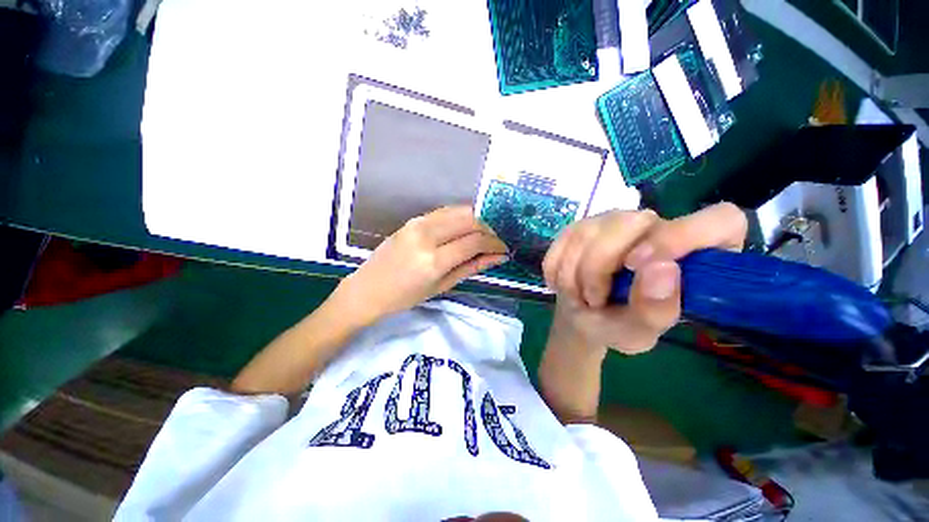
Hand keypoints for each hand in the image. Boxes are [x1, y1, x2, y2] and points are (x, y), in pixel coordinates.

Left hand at [330, 206, 507, 326]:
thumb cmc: (405, 297)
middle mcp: (427, 235)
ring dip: (477, 219)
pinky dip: (461, 216)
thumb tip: (498, 257)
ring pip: (459, 210)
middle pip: (470, 219)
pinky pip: (445, 211)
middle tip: (496, 240)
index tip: (504, 248)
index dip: (495, 243)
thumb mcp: (442, 286)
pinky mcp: (413, 219)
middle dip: (489, 228)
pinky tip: (466, 227)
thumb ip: (472, 267)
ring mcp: (418, 223)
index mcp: (434, 260)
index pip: (475, 241)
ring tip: (484, 234)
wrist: (369, 288)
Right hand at [542, 203, 746, 353]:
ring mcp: (613, 221)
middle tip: (593, 300)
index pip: (719, 221)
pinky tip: (562, 283)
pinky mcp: (581, 225)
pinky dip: (556, 268)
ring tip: (578, 296)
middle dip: (599, 267)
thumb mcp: (638, 332)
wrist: (581, 315)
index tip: (639, 266)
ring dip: (574, 273)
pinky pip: (563, 240)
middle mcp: (655, 226)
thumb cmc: (618, 325)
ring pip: (589, 232)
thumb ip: (657, 309)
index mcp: (693, 253)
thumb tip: (661, 269)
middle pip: (630, 223)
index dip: (680, 237)